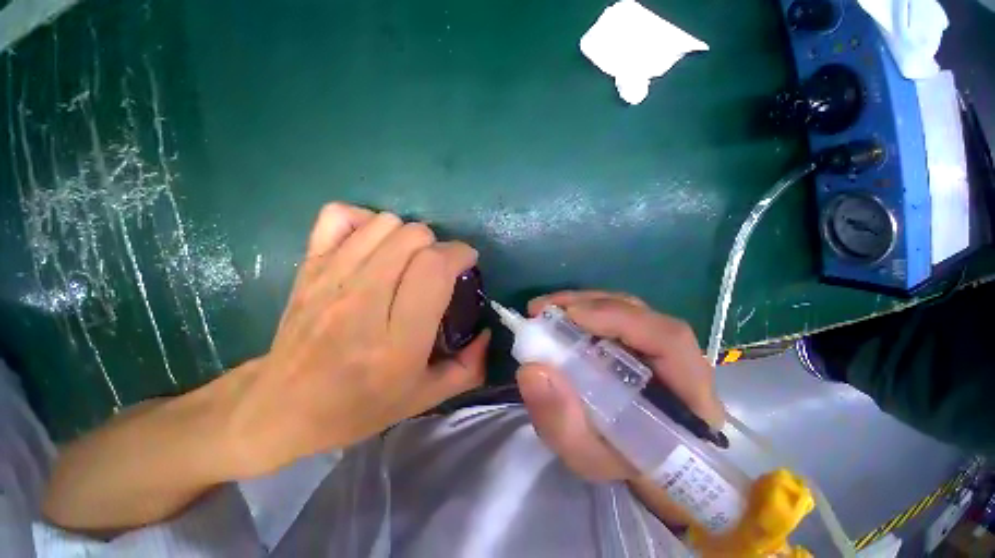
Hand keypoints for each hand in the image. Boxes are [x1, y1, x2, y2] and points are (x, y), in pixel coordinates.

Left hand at [227, 203, 488, 475]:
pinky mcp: (309, 267)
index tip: (467, 263)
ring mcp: (331, 278)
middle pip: (414, 238)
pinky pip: (341, 216)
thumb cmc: (358, 407)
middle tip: (438, 268)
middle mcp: (363, 301)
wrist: (282, 407)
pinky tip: (373, 244)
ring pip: (385, 223)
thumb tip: (488, 332)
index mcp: (397, 339)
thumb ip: (469, 367)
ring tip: (409, 259)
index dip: (459, 254)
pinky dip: (364, 221)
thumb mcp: (424, 398)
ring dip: (408, 236)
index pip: (434, 268)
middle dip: (438, 246)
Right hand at [517, 291, 723, 481]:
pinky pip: (611, 314)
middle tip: (544, 309)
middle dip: (588, 304)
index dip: (619, 318)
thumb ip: (561, 422)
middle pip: (639, 313)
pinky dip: (582, 309)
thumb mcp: (587, 455)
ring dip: (581, 302)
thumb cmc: (621, 462)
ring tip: (545, 309)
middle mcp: (676, 357)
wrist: (638, 460)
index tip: (571, 315)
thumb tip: (532, 370)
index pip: (668, 339)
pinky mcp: (636, 338)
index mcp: (687, 393)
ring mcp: (655, 343)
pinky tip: (558, 315)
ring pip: (623, 307)